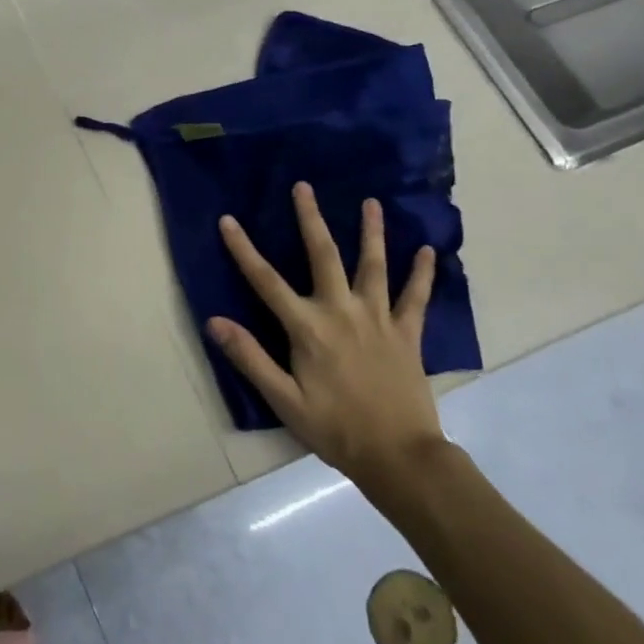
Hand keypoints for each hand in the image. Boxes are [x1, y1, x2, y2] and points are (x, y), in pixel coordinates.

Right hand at [208, 187, 445, 494]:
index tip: (228, 220)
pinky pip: (415, 298)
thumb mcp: (284, 400)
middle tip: (304, 187)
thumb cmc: (335, 428)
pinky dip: (422, 274)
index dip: (243, 249)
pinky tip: (428, 251)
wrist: (399, 457)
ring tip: (372, 203)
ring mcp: (378, 319)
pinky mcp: (407, 334)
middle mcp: (342, 312)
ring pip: (373, 266)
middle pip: (323, 256)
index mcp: (308, 328)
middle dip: (310, 219)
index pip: (266, 281)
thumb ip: (250, 357)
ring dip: (372, 232)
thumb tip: (214, 321)